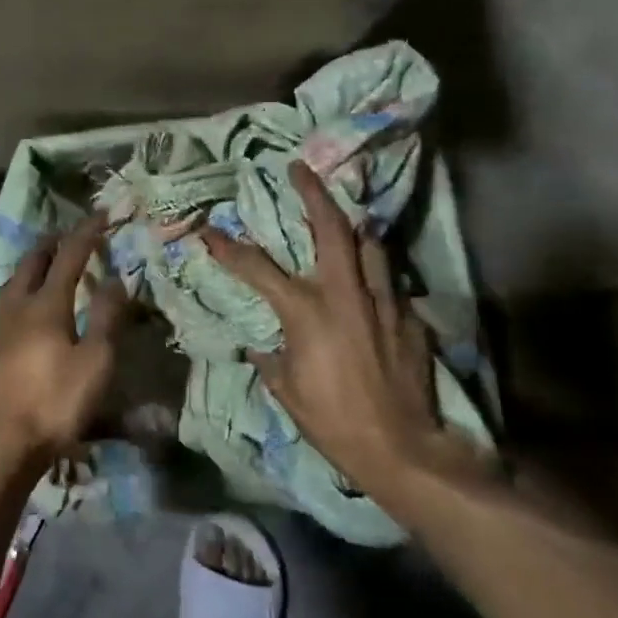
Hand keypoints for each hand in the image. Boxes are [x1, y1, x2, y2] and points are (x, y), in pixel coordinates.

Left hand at [0, 216, 127, 466]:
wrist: (0, 443)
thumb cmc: (54, 402)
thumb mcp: (95, 362)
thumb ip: (107, 317)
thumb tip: (116, 277)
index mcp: (46, 303)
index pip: (69, 256)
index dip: (87, 233)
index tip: (102, 214)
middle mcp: (18, 306)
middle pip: (32, 261)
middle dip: (52, 242)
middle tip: (69, 235)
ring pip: (13, 280)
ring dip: (32, 264)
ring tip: (45, 264)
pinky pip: (6, 301)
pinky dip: (21, 288)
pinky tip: (25, 307)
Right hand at [204, 161, 488, 523]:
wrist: (401, 448)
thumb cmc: (332, 419)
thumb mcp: (286, 388)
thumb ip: (271, 357)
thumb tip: (262, 344)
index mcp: (305, 310)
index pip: (256, 267)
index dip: (228, 247)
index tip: (209, 230)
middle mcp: (344, 294)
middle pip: (331, 228)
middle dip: (314, 193)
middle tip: (301, 168)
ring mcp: (382, 302)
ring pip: (370, 245)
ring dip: (354, 228)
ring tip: (344, 219)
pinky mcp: (409, 318)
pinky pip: (389, 281)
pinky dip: (375, 273)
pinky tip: (370, 282)